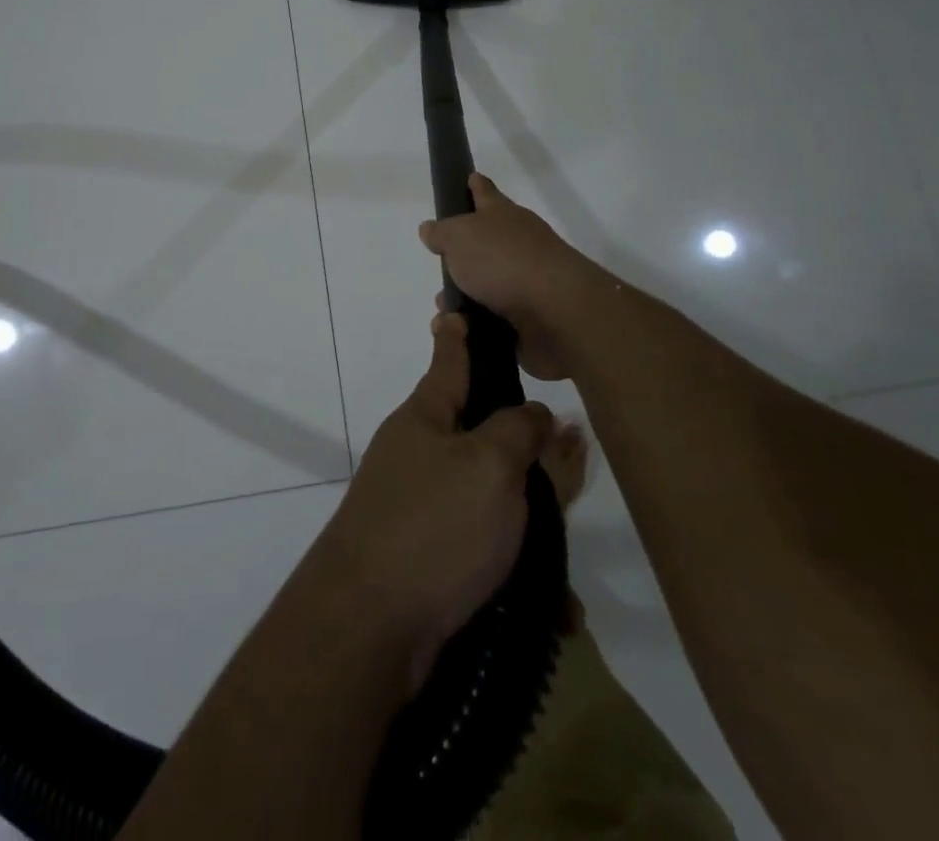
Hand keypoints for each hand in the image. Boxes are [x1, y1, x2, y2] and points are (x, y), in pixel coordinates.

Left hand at [304, 310, 553, 693]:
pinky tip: (555, 610)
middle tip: (569, 454)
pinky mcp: (425, 556)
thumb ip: (518, 430)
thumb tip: (536, 414)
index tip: (454, 310)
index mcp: (425, 417)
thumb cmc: (433, 526)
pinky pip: (482, 550)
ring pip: (488, 496)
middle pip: (479, 433)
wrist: (368, 627)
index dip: (457, 335)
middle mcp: (418, 454)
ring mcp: (418, 505)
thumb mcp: (488, 465)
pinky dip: (516, 571)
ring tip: (568, 548)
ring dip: (528, 522)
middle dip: (522, 447)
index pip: (448, 361)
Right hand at [418, 172, 606, 380]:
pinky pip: (494, 320)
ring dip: (465, 297)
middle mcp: (518, 243)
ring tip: (444, 310)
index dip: (475, 186)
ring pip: (487, 285)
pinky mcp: (530, 318)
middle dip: (462, 255)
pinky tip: (460, 331)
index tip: (469, 178)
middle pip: (486, 242)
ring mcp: (527, 281)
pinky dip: (476, 325)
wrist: (555, 312)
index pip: (485, 193)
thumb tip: (430, 228)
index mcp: (503, 215)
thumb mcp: (460, 237)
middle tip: (440, 264)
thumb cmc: (503, 261)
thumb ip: (442, 233)